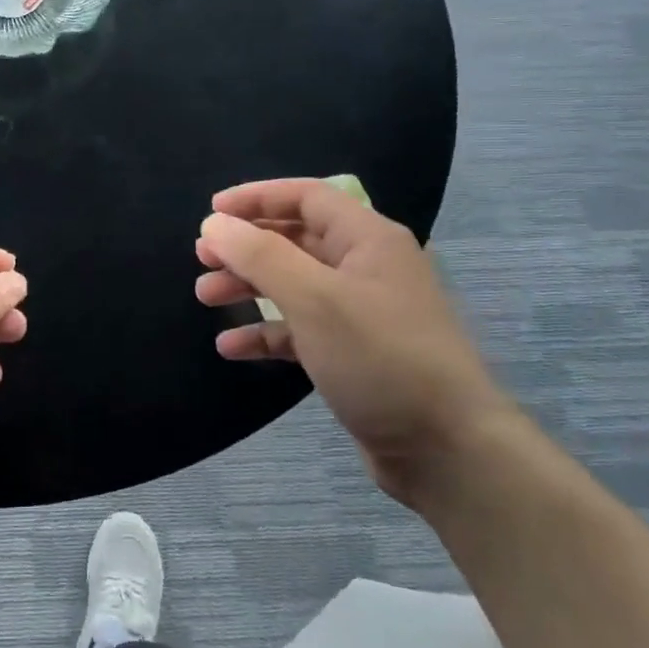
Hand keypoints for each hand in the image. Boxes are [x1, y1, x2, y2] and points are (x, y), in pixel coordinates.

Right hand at [195, 179, 517, 505]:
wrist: (446, 449)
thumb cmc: (380, 358)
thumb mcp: (313, 298)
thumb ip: (260, 256)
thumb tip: (214, 225)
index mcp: (368, 240)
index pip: (306, 197)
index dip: (257, 198)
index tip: (211, 213)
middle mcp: (366, 267)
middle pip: (296, 240)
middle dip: (247, 246)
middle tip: (202, 259)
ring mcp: (361, 313)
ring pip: (294, 285)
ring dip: (249, 287)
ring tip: (206, 298)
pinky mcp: (354, 354)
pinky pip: (300, 330)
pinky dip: (266, 332)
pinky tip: (232, 347)